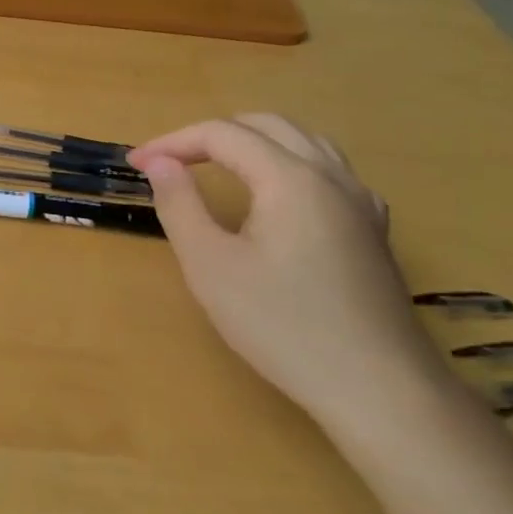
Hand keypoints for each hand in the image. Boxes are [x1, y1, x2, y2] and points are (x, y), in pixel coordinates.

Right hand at [131, 115, 443, 429]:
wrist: (377, 388)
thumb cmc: (282, 324)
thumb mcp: (210, 265)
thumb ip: (180, 205)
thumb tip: (160, 164)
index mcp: (291, 178)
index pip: (223, 135)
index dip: (172, 142)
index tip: (135, 165)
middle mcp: (332, 177)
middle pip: (267, 126)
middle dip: (210, 135)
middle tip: (169, 162)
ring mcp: (361, 202)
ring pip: (303, 142)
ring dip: (251, 143)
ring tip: (213, 167)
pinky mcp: (372, 229)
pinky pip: (327, 170)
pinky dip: (286, 163)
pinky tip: (274, 196)